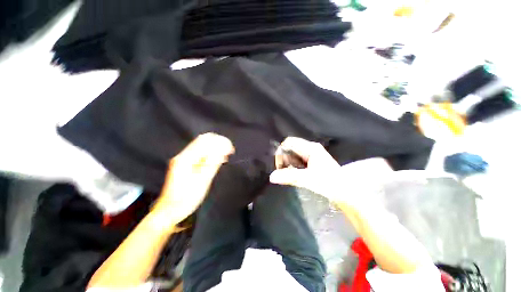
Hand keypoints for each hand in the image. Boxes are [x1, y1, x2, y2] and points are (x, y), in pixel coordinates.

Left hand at [153, 133, 233, 221]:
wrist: (170, 210)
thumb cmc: (186, 199)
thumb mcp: (202, 182)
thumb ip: (212, 165)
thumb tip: (223, 152)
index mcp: (185, 159)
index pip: (204, 141)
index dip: (220, 143)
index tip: (231, 150)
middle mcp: (183, 155)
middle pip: (203, 140)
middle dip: (218, 143)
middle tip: (230, 151)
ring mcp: (183, 158)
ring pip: (202, 145)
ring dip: (216, 148)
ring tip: (226, 156)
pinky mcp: (186, 163)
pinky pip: (201, 152)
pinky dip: (211, 153)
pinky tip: (218, 159)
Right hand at [270, 137, 340, 198]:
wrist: (345, 191)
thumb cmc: (329, 182)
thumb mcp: (308, 179)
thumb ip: (289, 176)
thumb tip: (271, 176)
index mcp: (310, 148)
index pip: (289, 142)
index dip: (281, 151)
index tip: (279, 165)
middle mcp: (310, 148)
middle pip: (290, 148)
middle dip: (284, 159)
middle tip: (283, 172)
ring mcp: (312, 154)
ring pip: (293, 155)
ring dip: (288, 164)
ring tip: (289, 175)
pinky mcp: (312, 161)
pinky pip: (297, 160)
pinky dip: (293, 167)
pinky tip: (295, 175)